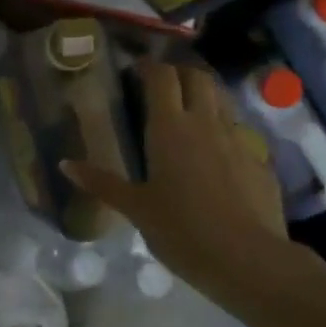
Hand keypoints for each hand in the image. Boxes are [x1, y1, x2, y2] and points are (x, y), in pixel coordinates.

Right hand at [64, 60, 292, 299]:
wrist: (247, 260)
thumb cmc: (181, 231)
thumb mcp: (136, 209)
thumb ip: (102, 182)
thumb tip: (65, 164)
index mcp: (170, 128)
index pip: (162, 77)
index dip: (149, 67)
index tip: (136, 70)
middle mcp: (205, 123)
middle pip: (197, 77)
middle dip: (180, 73)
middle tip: (162, 87)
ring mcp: (238, 139)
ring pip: (222, 100)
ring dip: (204, 97)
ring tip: (189, 114)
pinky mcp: (260, 160)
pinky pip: (239, 132)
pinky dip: (224, 130)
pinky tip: (216, 155)